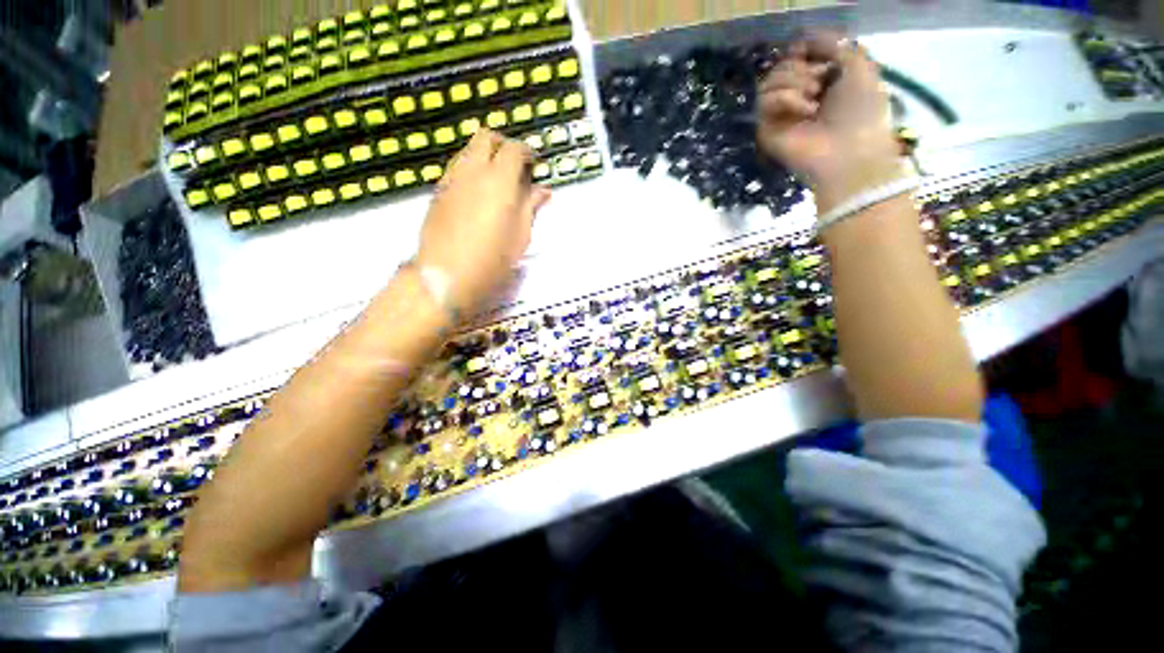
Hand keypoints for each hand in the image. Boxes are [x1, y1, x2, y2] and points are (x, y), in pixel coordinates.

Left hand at [416, 129, 550, 311]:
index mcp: (499, 181)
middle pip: (486, 137)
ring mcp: (451, 179)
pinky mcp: (438, 192)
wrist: (446, 275)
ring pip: (468, 150)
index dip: (527, 152)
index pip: (514, 149)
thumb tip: (542, 191)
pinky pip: (456, 168)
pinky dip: (470, 170)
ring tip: (496, 180)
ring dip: (485, 156)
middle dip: (503, 145)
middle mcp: (473, 171)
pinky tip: (477, 194)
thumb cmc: (492, 261)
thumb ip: (531, 208)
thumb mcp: (520, 237)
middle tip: (514, 167)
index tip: (534, 165)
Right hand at [757, 32, 904, 212]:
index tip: (814, 51)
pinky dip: (785, 99)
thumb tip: (803, 35)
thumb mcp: (859, 65)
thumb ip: (834, 43)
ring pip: (770, 81)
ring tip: (813, 99)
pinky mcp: (767, 129)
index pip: (797, 55)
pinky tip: (804, 110)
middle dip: (801, 67)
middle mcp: (798, 96)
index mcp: (820, 81)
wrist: (849, 150)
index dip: (804, 49)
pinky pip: (764, 101)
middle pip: (782, 65)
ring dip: (793, 82)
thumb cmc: (862, 110)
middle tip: (820, 83)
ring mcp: (781, 115)